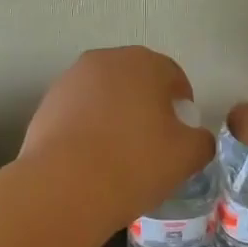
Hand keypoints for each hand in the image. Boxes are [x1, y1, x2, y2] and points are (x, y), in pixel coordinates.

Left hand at [20, 47, 215, 227]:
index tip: (181, 134)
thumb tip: (195, 137)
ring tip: (118, 153)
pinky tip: (90, 158)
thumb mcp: (187, 156)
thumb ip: (201, 140)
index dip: (181, 104)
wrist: (64, 186)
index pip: (172, 76)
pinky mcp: (46, 103)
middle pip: (135, 80)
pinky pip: (78, 111)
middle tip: (152, 142)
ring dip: (115, 114)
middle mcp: (105, 60)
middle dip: (146, 104)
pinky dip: (88, 127)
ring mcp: (70, 79)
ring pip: (104, 94)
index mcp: (143, 62)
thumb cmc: (134, 163)